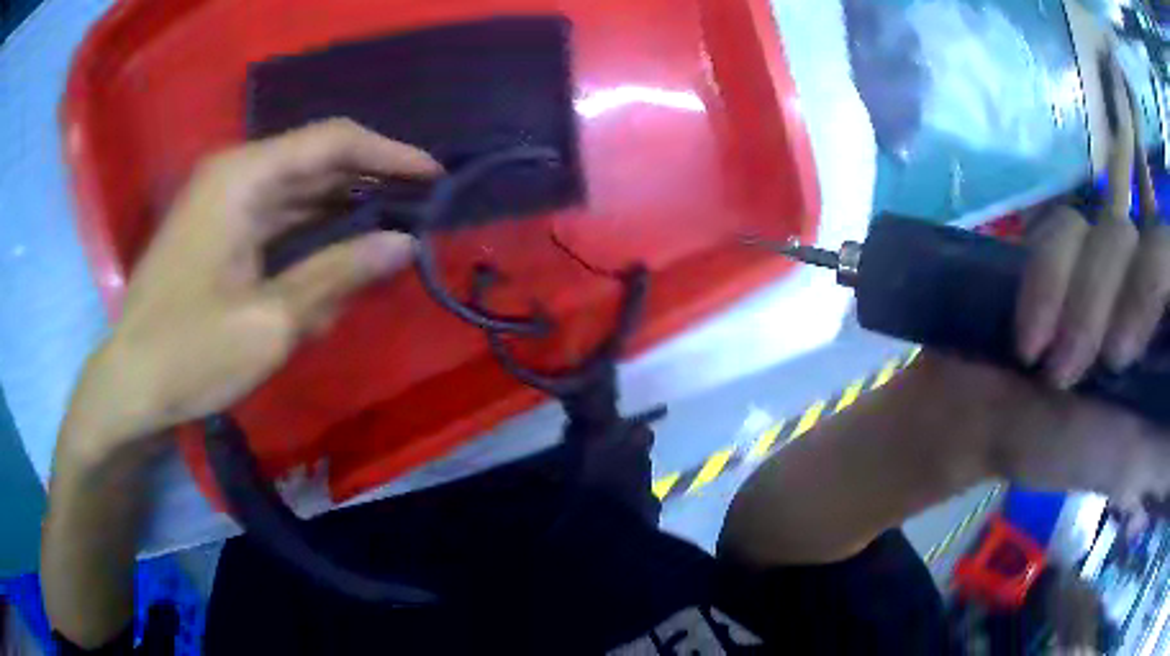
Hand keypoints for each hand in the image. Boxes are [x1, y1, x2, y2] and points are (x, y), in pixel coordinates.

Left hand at [64, 119, 441, 457]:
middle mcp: (234, 174)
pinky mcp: (219, 229)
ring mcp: (223, 201)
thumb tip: (403, 244)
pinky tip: (341, 251)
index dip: (388, 154)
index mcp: (243, 177)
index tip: (434, 176)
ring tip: (393, 227)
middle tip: (422, 206)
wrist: (130, 383)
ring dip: (344, 208)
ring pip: (298, 189)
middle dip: (370, 180)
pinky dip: (312, 231)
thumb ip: (337, 275)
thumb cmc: (190, 353)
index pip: (331, 141)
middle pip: (316, 160)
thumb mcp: (270, 322)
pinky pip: (277, 216)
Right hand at [964, 61, 1169, 510]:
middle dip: (1119, 304)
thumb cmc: (1066, 452)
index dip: (1161, 285)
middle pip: (1152, 242)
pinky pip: (1062, 226)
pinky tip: (1029, 332)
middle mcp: (1144, 285)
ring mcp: (1106, 259)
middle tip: (1087, 368)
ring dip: (1077, 300)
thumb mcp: (1133, 465)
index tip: (1126, 353)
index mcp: (1164, 333)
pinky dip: (1044, 276)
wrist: (988, 422)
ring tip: (1049, 364)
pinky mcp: (1064, 244)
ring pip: (1109, 229)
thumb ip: (1166, 451)